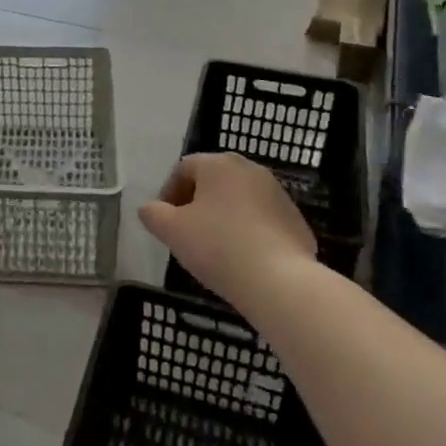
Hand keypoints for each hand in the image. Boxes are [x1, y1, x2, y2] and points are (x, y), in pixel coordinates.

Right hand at [139, 154, 319, 303]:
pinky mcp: (295, 219)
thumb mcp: (172, 230)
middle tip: (186, 233)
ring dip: (222, 216)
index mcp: (219, 164)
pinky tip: (242, 258)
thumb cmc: (218, 247)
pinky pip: (261, 219)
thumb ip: (153, 214)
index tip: (164, 221)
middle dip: (196, 204)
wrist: (279, 281)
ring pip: (238, 200)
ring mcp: (278, 193)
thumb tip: (149, 209)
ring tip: (214, 248)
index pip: (184, 169)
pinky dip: (247, 231)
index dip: (168, 193)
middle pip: (213, 181)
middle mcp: (250, 169)